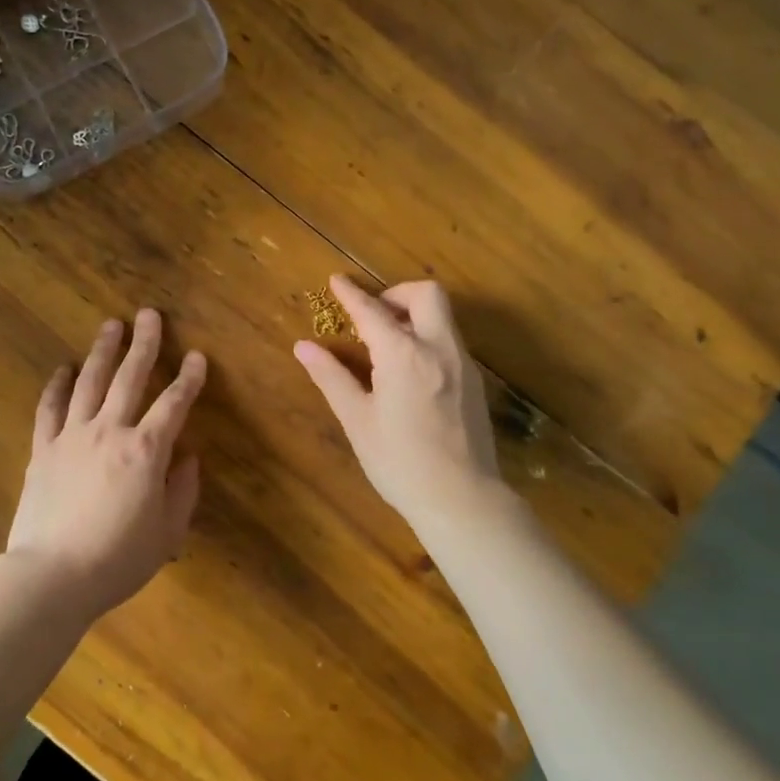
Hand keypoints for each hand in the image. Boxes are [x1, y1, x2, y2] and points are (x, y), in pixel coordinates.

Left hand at [6, 309, 207, 620]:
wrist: (51, 577)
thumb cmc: (118, 559)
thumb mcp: (167, 532)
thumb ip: (182, 491)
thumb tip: (187, 458)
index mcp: (146, 450)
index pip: (174, 404)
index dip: (189, 378)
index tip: (197, 357)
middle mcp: (111, 431)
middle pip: (130, 378)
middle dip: (144, 344)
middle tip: (149, 315)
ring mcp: (73, 436)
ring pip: (90, 382)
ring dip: (103, 351)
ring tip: (111, 326)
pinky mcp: (44, 450)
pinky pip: (50, 409)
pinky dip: (57, 386)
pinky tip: (63, 368)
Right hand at [293, 276, 508, 531]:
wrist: (462, 500)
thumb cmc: (400, 463)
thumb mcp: (358, 421)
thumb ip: (331, 377)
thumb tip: (304, 346)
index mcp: (404, 355)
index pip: (373, 311)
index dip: (351, 293)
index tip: (336, 280)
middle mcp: (439, 348)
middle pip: (426, 294)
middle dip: (397, 294)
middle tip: (374, 315)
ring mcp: (463, 363)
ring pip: (443, 316)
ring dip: (414, 315)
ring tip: (388, 344)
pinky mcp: (475, 381)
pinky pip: (450, 341)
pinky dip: (428, 337)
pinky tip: (411, 370)